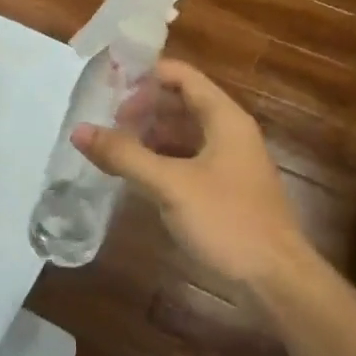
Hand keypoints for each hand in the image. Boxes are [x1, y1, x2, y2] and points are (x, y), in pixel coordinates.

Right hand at [75, 60, 310, 294]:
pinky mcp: (224, 189)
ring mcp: (228, 161)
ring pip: (183, 133)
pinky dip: (160, 159)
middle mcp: (229, 132)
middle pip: (180, 102)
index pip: (181, 76)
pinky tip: (134, 174)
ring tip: (111, 145)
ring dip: (149, 134)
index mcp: (224, 118)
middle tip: (103, 119)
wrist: (276, 280)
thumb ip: (124, 155)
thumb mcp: (170, 185)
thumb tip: (79, 130)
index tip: (108, 85)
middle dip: (142, 107)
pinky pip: (186, 160)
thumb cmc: (227, 221)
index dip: (145, 75)